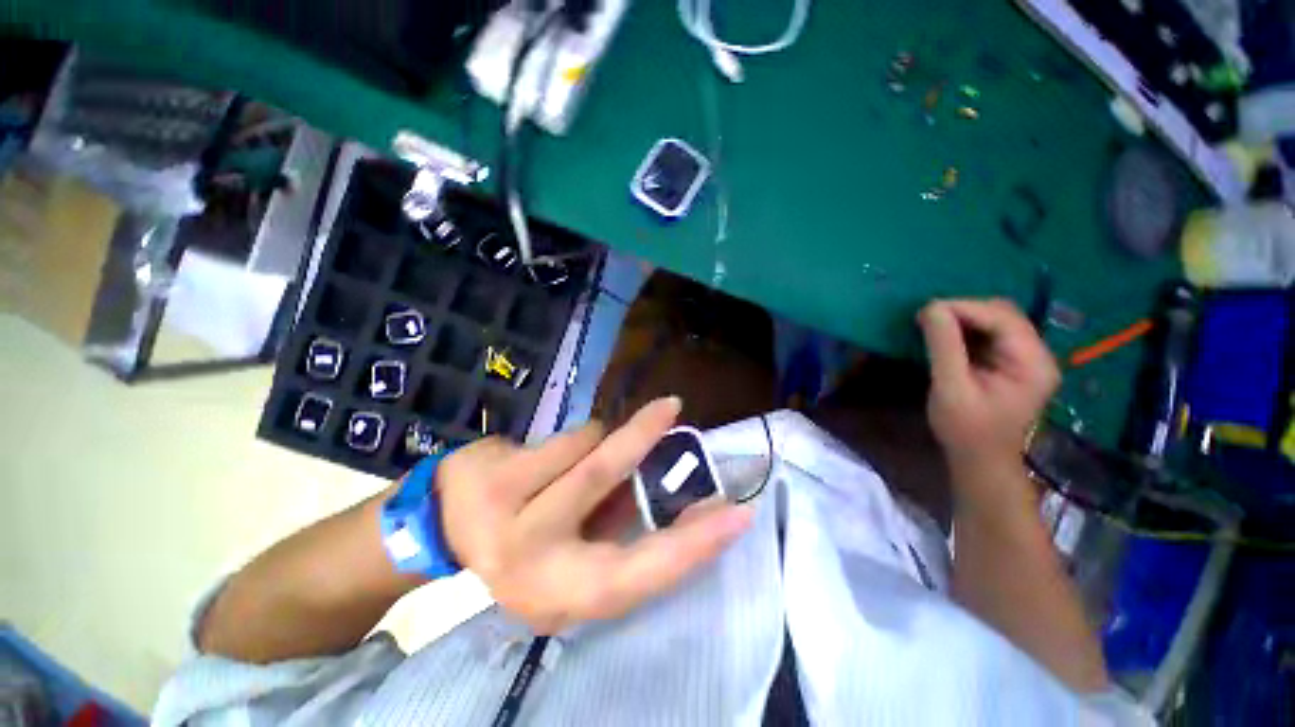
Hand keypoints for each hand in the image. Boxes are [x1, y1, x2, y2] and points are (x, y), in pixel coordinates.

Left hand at [436, 397, 752, 634]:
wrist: (442, 531)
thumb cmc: (524, 548)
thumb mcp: (576, 560)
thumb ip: (623, 531)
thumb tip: (678, 495)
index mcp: (565, 593)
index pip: (644, 572)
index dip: (695, 545)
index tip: (736, 515)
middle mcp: (535, 559)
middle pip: (607, 482)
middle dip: (644, 437)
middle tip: (673, 408)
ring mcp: (505, 512)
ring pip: (584, 446)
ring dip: (601, 439)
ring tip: (591, 449)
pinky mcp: (492, 473)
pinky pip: (560, 436)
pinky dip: (577, 437)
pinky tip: (554, 454)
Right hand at [918, 299, 1059, 471]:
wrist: (980, 460)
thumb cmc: (965, 430)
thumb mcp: (951, 388)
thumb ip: (944, 347)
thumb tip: (931, 308)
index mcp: (1032, 363)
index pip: (1002, 318)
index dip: (964, 308)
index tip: (925, 310)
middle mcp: (1037, 355)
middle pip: (1004, 314)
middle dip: (964, 311)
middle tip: (927, 318)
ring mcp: (1026, 358)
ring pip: (996, 321)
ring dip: (963, 319)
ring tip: (932, 325)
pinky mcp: (1011, 363)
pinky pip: (990, 334)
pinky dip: (966, 330)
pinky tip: (945, 337)